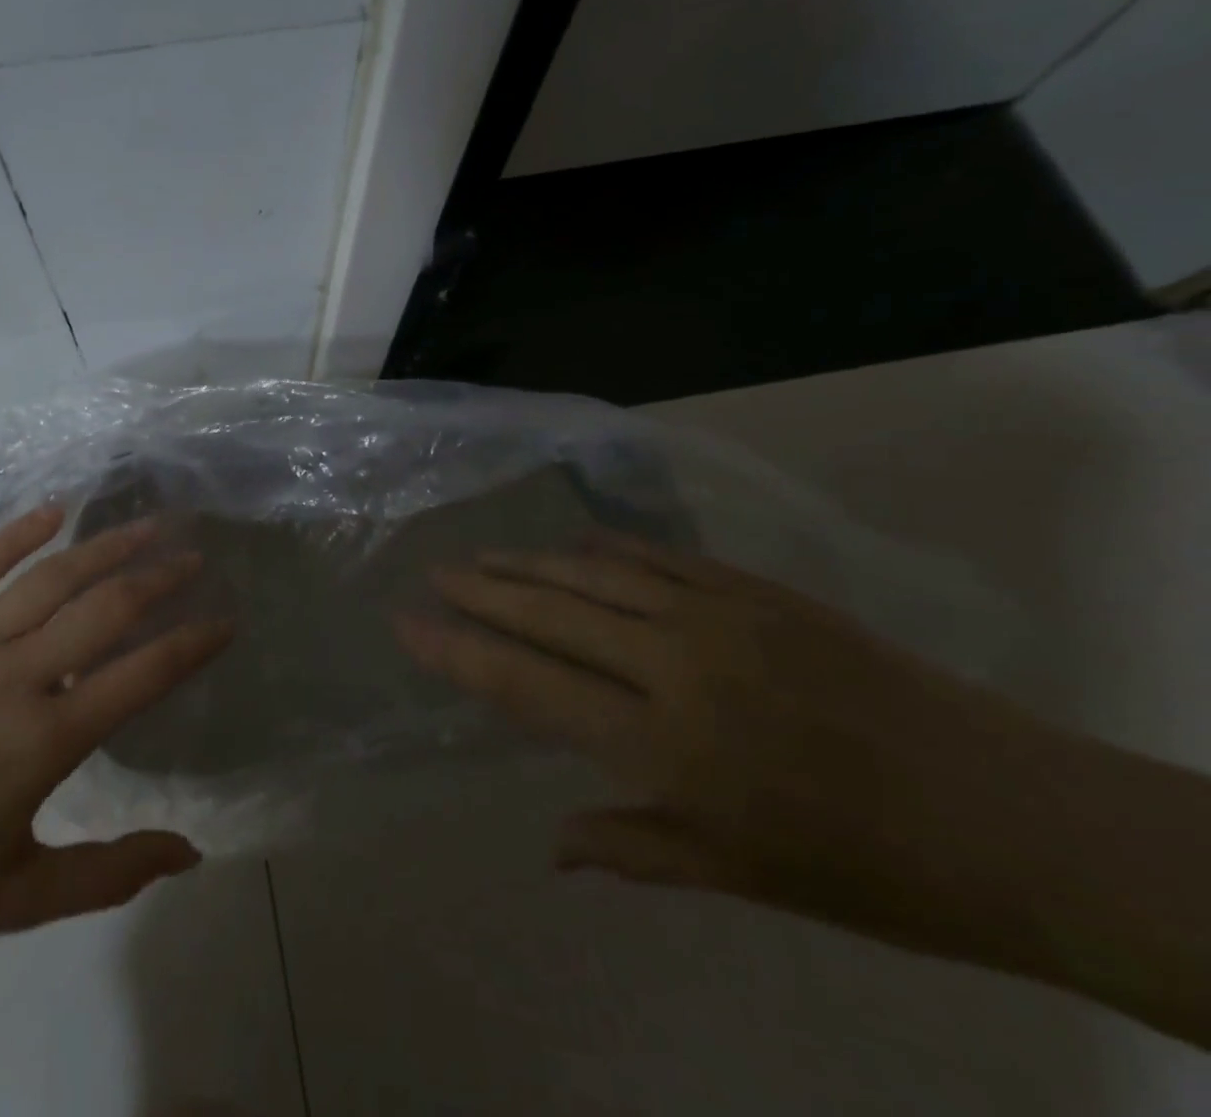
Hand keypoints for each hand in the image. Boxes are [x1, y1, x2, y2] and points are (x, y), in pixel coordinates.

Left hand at [0, 506, 229, 954]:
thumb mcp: (24, 898)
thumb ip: (113, 872)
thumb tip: (192, 851)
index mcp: (43, 741)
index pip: (141, 675)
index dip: (191, 644)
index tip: (225, 621)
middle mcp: (12, 677)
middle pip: (103, 609)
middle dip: (159, 578)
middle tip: (195, 556)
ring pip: (49, 578)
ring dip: (105, 547)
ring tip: (148, 526)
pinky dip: (17, 533)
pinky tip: (54, 509)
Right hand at [398, 533, 1084, 970]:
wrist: (1009, 815)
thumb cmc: (861, 869)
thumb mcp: (736, 878)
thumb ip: (630, 846)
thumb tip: (550, 845)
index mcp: (661, 744)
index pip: (526, 684)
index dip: (458, 651)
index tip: (408, 623)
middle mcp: (674, 665)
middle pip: (549, 613)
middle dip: (481, 590)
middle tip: (434, 572)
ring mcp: (718, 616)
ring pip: (596, 573)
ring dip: (531, 562)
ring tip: (484, 553)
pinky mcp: (758, 590)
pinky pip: (661, 556)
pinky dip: (608, 547)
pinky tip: (576, 540)